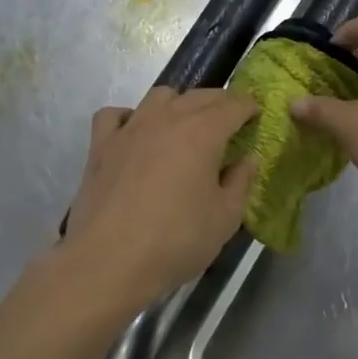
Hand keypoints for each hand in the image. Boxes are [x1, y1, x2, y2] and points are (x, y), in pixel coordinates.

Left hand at [59, 87, 258, 310]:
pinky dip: (130, 117)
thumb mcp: (225, 218)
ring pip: (159, 97)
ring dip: (179, 103)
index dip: (249, 107)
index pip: (233, 105)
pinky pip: (115, 115)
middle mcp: (166, 120)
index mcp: (202, 133)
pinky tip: (136, 133)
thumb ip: (241, 182)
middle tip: (231, 119)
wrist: (109, 262)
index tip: (257, 113)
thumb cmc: (176, 241)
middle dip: (220, 102)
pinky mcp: (100, 147)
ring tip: (186, 124)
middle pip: (198, 96)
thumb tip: (247, 159)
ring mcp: (129, 130)